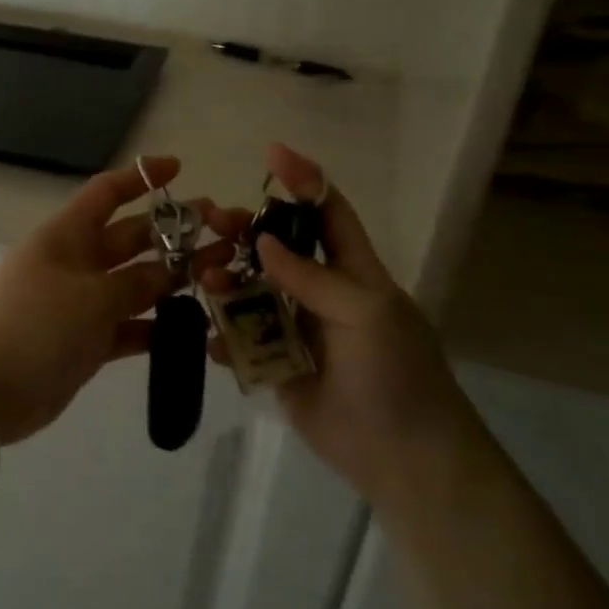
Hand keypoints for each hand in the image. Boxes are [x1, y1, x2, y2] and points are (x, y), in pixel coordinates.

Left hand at [0, 158, 244, 444]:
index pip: (106, 193)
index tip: (178, 169)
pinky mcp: (84, 342)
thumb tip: (166, 274)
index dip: (140, 178)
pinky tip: (191, 330)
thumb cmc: (35, 326)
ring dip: (172, 282)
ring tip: (219, 279)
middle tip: (222, 233)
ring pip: (134, 285)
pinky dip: (154, 328)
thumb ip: (135, 284)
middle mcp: (75, 263)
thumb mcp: (91, 297)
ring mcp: (80, 304)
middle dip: (172, 233)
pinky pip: (127, 327)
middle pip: (130, 239)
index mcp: (67, 236)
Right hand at [201, 144, 470, 502]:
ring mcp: (297, 329)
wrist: (403, 456)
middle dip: (246, 230)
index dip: (303, 181)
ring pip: (253, 291)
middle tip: (212, 220)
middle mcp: (321, 293)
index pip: (327, 213)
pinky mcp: (278, 365)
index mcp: (353, 272)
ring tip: (205, 279)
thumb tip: (264, 242)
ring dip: (226, 280)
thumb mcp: (365, 312)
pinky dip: (223, 335)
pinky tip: (210, 335)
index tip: (272, 153)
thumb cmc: (396, 373)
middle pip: (278, 248)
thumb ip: (311, 277)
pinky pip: (243, 340)